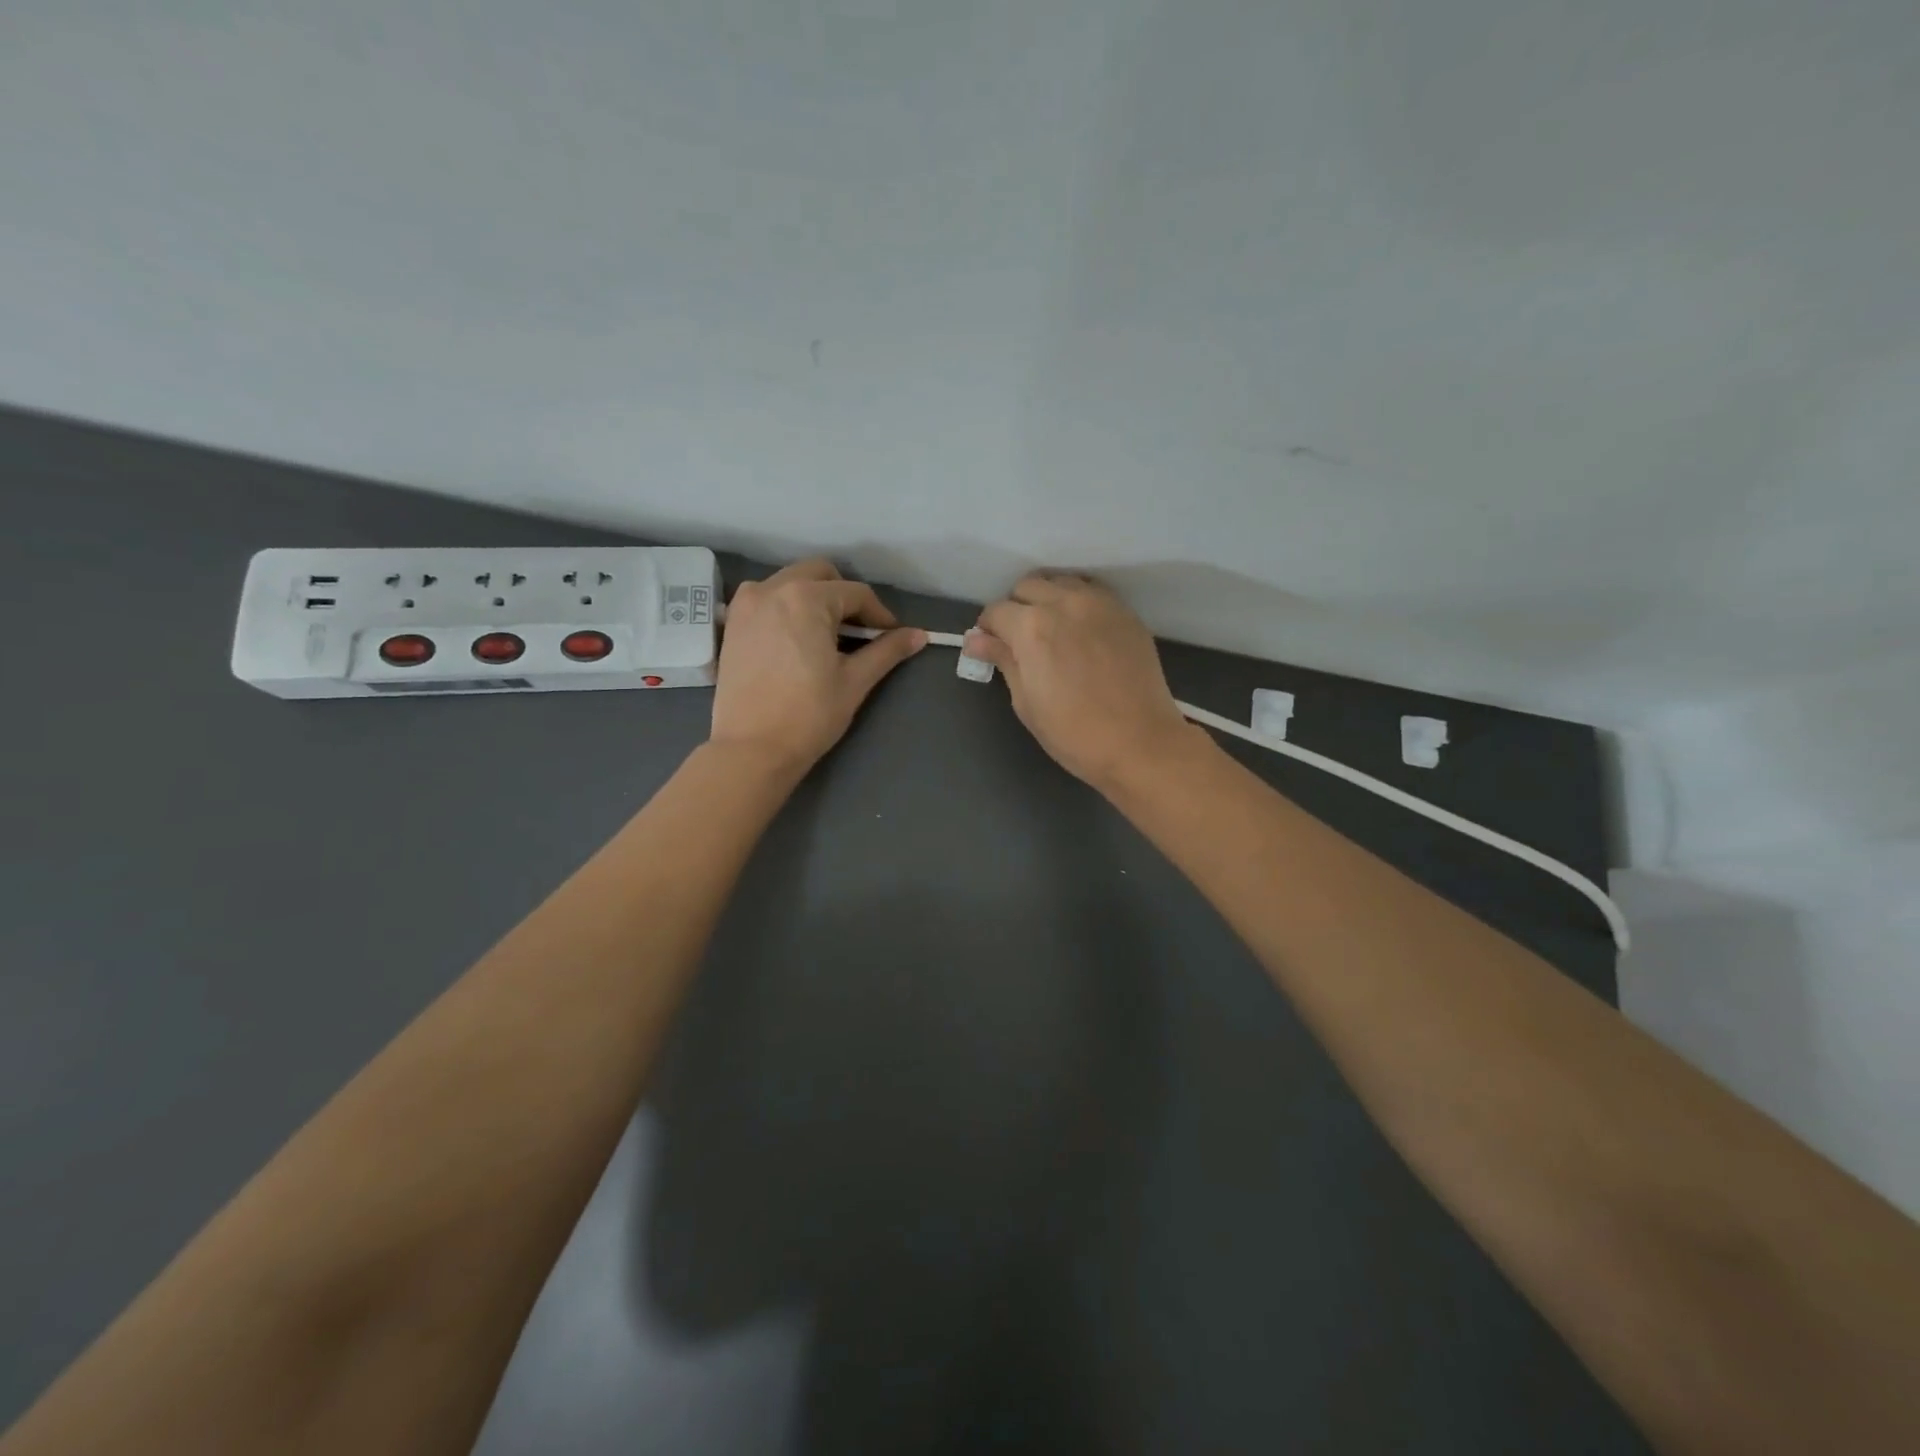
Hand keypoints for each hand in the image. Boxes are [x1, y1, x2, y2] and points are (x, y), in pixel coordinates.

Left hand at [710, 559, 925, 773]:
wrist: (752, 748)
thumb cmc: (809, 715)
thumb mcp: (855, 681)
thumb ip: (887, 651)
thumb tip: (919, 635)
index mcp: (806, 598)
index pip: (855, 594)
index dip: (879, 615)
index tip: (892, 637)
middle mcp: (772, 589)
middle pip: (820, 575)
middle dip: (844, 597)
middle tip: (858, 631)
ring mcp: (746, 604)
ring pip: (790, 582)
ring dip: (814, 598)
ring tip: (826, 635)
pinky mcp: (731, 624)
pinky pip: (765, 599)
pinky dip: (785, 608)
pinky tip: (796, 639)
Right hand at [966, 573, 1201, 791]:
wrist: (1140, 743)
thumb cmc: (1073, 733)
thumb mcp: (1026, 702)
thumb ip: (1003, 660)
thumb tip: (976, 640)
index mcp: (1032, 627)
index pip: (996, 611)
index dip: (988, 629)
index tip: (991, 647)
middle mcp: (1064, 602)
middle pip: (1027, 586)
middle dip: (1016, 607)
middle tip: (1020, 639)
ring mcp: (1099, 603)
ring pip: (1061, 581)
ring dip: (1048, 598)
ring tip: (1051, 629)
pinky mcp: (1125, 612)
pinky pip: (1092, 591)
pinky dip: (1077, 601)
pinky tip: (1080, 630)